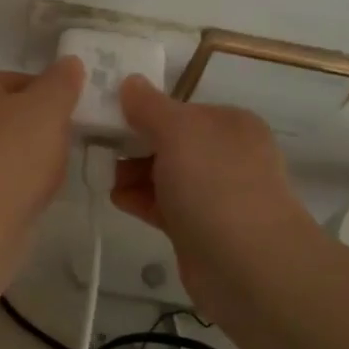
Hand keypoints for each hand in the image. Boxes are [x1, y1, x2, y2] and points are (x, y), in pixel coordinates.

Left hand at [0, 60, 85, 242]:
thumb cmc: (10, 159)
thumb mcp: (48, 109)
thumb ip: (61, 81)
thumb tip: (68, 63)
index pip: (21, 80)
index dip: (52, 101)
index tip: (69, 124)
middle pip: (9, 114)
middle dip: (37, 131)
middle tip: (59, 151)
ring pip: (0, 147)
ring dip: (24, 159)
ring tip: (43, 179)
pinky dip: (7, 183)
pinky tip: (23, 198)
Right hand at [111, 77, 312, 301]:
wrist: (248, 266)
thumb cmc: (214, 184)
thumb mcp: (178, 132)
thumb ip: (149, 106)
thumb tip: (130, 82)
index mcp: (230, 124)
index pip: (181, 109)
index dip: (144, 111)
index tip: (108, 116)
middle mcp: (227, 156)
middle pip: (171, 142)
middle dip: (135, 144)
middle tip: (100, 148)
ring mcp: (216, 195)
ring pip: (166, 175)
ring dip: (133, 173)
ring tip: (104, 176)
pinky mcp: (201, 229)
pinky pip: (165, 205)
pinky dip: (141, 200)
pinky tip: (117, 199)